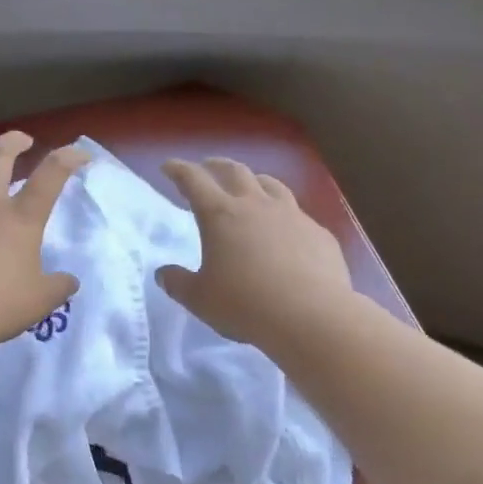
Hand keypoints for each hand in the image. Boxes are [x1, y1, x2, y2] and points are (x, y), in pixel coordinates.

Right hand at [157, 157, 353, 349]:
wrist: (312, 318)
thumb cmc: (245, 305)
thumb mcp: (200, 299)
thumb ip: (178, 283)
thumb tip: (164, 274)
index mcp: (220, 215)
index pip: (194, 180)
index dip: (178, 170)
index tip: (169, 166)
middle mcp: (255, 205)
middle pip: (234, 171)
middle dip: (216, 165)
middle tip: (207, 167)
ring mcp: (292, 215)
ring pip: (270, 184)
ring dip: (254, 180)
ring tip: (249, 185)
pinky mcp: (318, 233)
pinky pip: (297, 213)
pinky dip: (284, 213)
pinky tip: (285, 229)